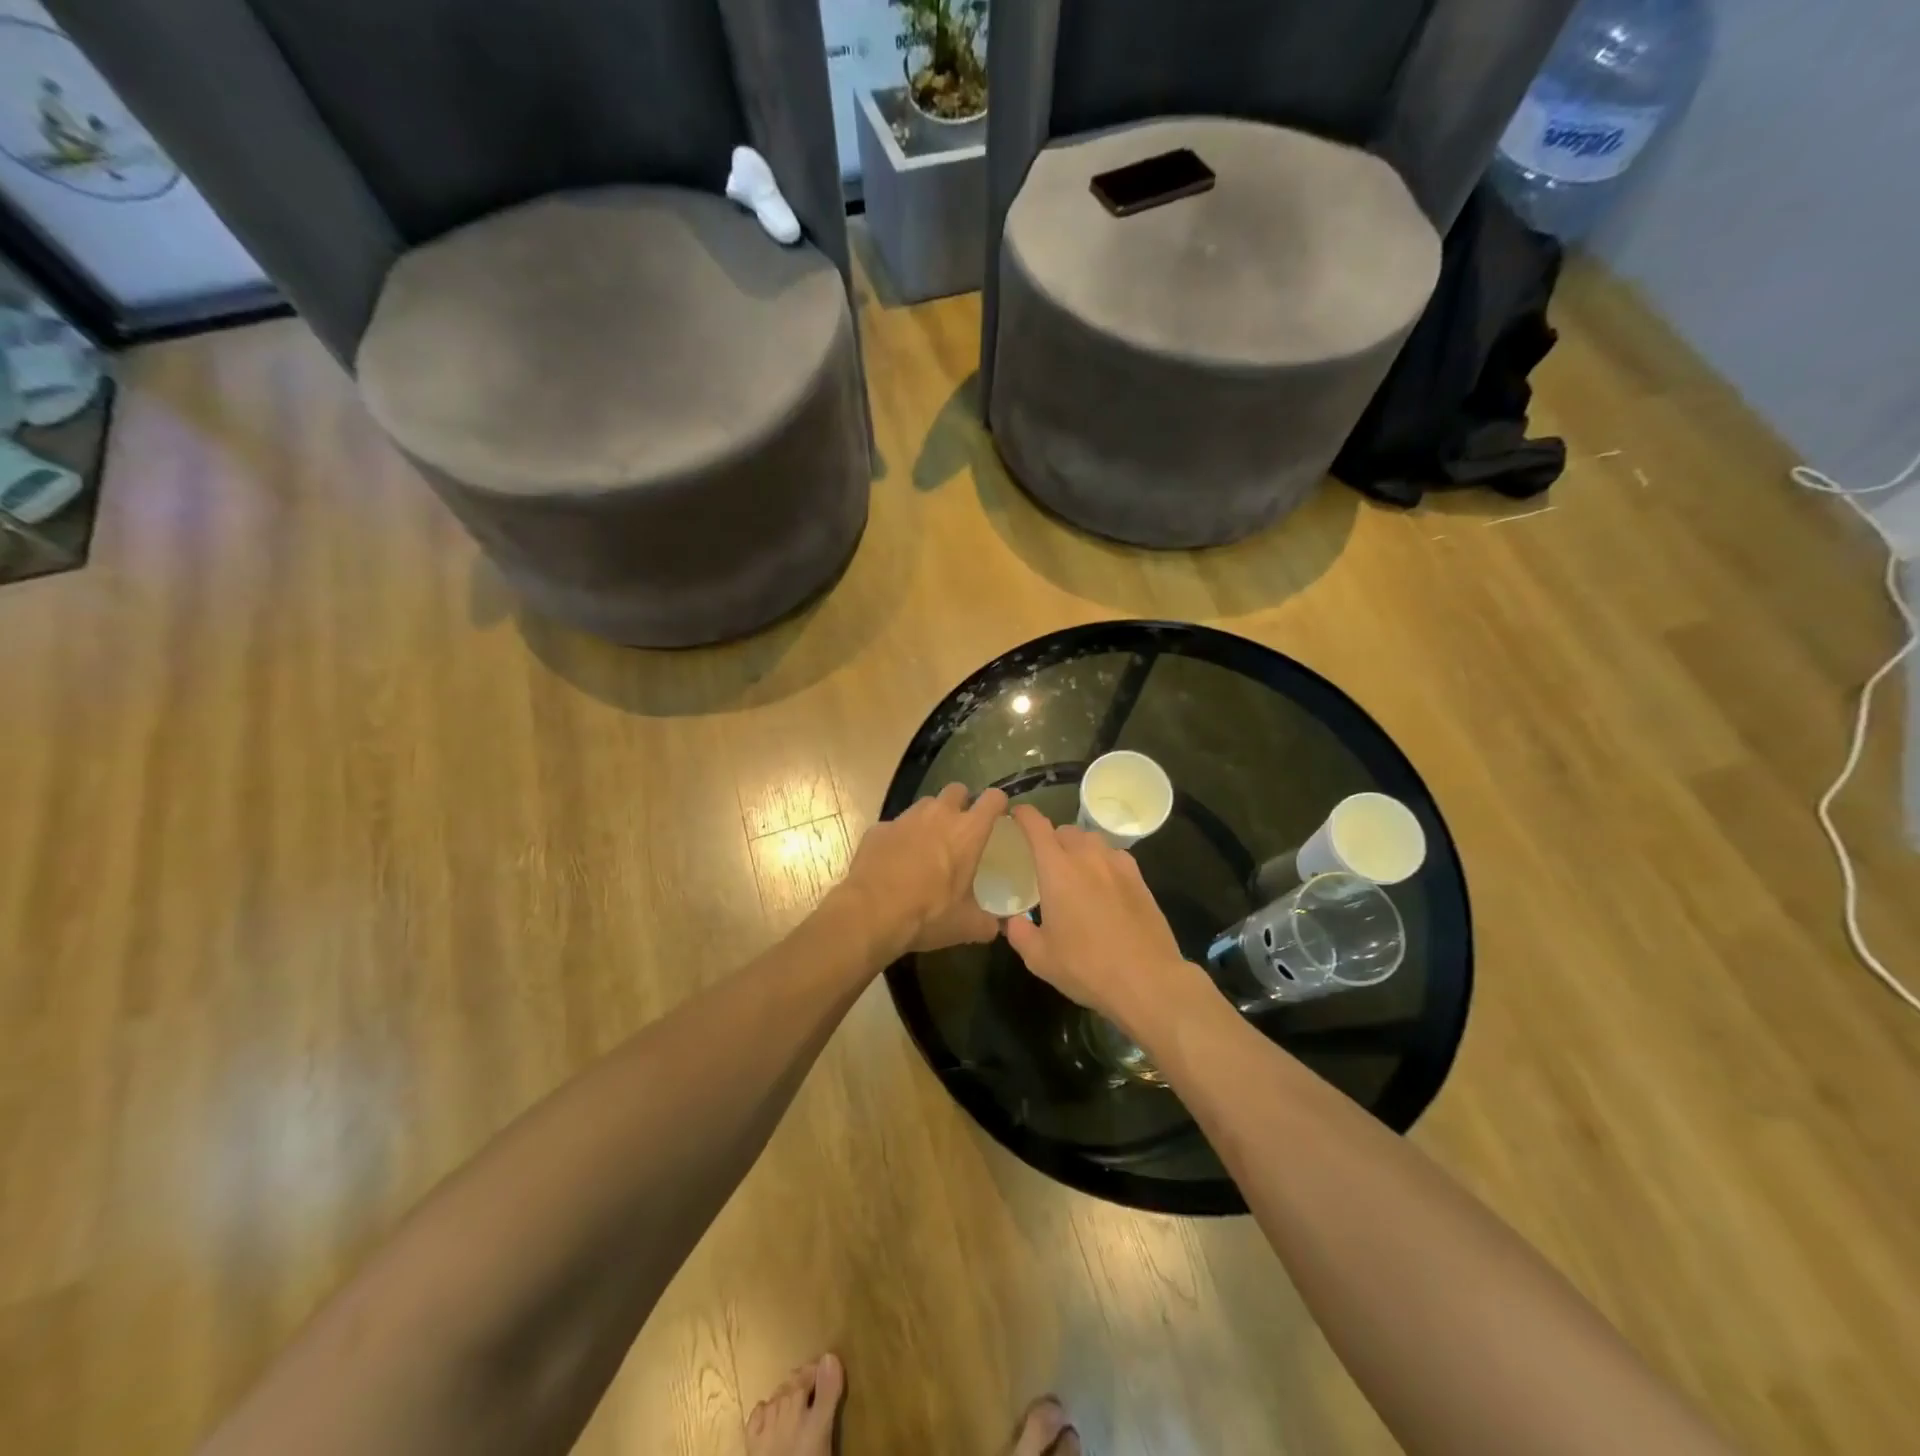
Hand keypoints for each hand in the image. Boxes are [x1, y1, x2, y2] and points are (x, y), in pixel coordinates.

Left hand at [838, 784, 1008, 954]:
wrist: (871, 913)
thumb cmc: (928, 914)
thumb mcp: (965, 925)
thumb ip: (987, 923)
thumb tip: (998, 928)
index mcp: (967, 831)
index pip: (993, 799)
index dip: (998, 803)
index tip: (998, 815)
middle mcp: (938, 815)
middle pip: (957, 790)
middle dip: (962, 802)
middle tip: (961, 828)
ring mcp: (905, 818)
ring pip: (925, 804)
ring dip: (931, 817)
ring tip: (928, 843)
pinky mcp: (878, 828)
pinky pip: (895, 825)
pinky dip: (900, 837)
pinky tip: (896, 860)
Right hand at [1003, 805, 1206, 1036]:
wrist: (1147, 980)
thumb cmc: (1086, 967)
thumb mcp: (1039, 958)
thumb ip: (1019, 933)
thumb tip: (1013, 920)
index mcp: (1057, 869)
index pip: (1036, 826)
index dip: (1023, 815)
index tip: (1014, 816)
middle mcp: (1087, 857)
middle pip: (1065, 831)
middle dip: (1051, 838)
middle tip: (1043, 860)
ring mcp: (1118, 865)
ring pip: (1092, 841)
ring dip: (1078, 848)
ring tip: (1074, 871)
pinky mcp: (1140, 879)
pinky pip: (1115, 856)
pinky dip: (1103, 861)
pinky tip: (1103, 884)